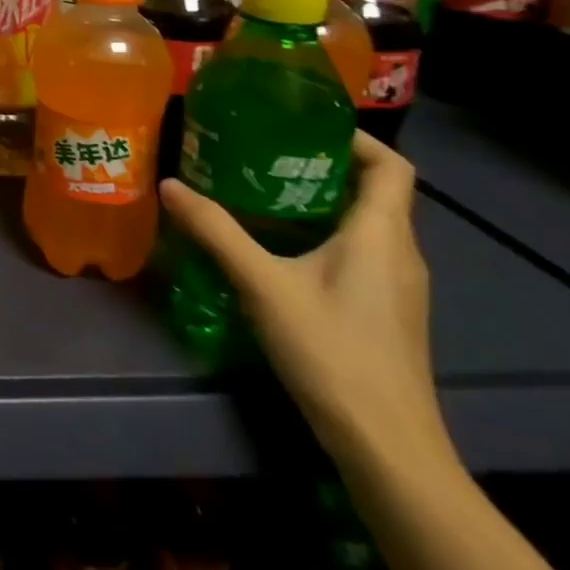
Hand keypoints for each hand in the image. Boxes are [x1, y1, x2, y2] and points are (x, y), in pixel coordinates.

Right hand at [160, 131, 452, 471]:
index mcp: (381, 236)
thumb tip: (170, 185)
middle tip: (260, 152)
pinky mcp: (384, 310)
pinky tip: (275, 245)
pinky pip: (357, 251)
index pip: (391, 167)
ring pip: (364, 223)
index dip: (354, 137)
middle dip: (319, 164)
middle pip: (373, 191)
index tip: (300, 124)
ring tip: (257, 190)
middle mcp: (399, 253)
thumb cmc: (332, 351)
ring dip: (317, 199)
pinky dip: (321, 233)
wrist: (386, 444)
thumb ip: (216, 231)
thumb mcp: (263, 284)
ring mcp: (396, 286)